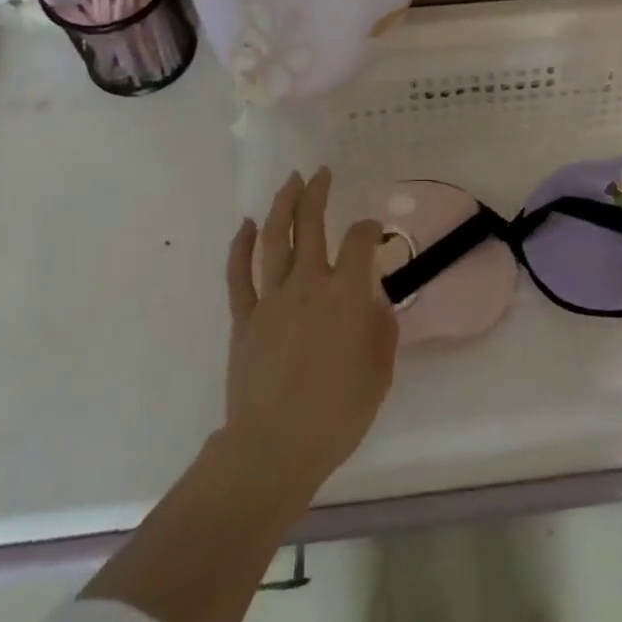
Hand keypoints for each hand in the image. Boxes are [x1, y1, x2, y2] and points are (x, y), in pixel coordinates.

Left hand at [222, 168, 397, 503]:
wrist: (274, 448)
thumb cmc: (337, 414)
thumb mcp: (379, 373)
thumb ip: (381, 330)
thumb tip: (374, 304)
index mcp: (345, 294)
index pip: (359, 241)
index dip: (368, 228)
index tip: (372, 231)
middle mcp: (308, 284)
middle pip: (311, 225)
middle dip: (317, 193)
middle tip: (321, 173)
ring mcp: (271, 299)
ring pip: (274, 239)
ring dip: (283, 206)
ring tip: (290, 183)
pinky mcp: (244, 318)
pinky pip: (239, 274)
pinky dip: (242, 246)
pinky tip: (247, 225)